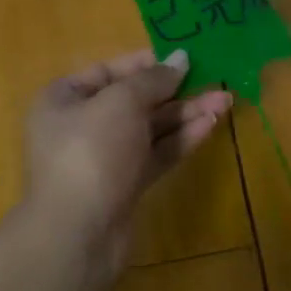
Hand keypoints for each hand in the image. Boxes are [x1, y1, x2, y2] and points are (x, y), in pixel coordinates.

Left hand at [23, 48, 232, 267]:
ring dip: (186, 114)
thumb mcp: (121, 102)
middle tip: (214, 79)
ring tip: (225, 100)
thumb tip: (181, 58)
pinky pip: (156, 152)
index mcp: (64, 99)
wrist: (79, 232)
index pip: (107, 71)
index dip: (145, 63)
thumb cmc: (91, 151)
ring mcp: (104, 157)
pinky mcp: (126, 184)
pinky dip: (181, 139)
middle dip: (174, 91)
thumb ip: (153, 79)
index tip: (182, 59)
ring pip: (150, 128)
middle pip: (134, 100)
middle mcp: (81, 125)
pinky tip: (210, 125)